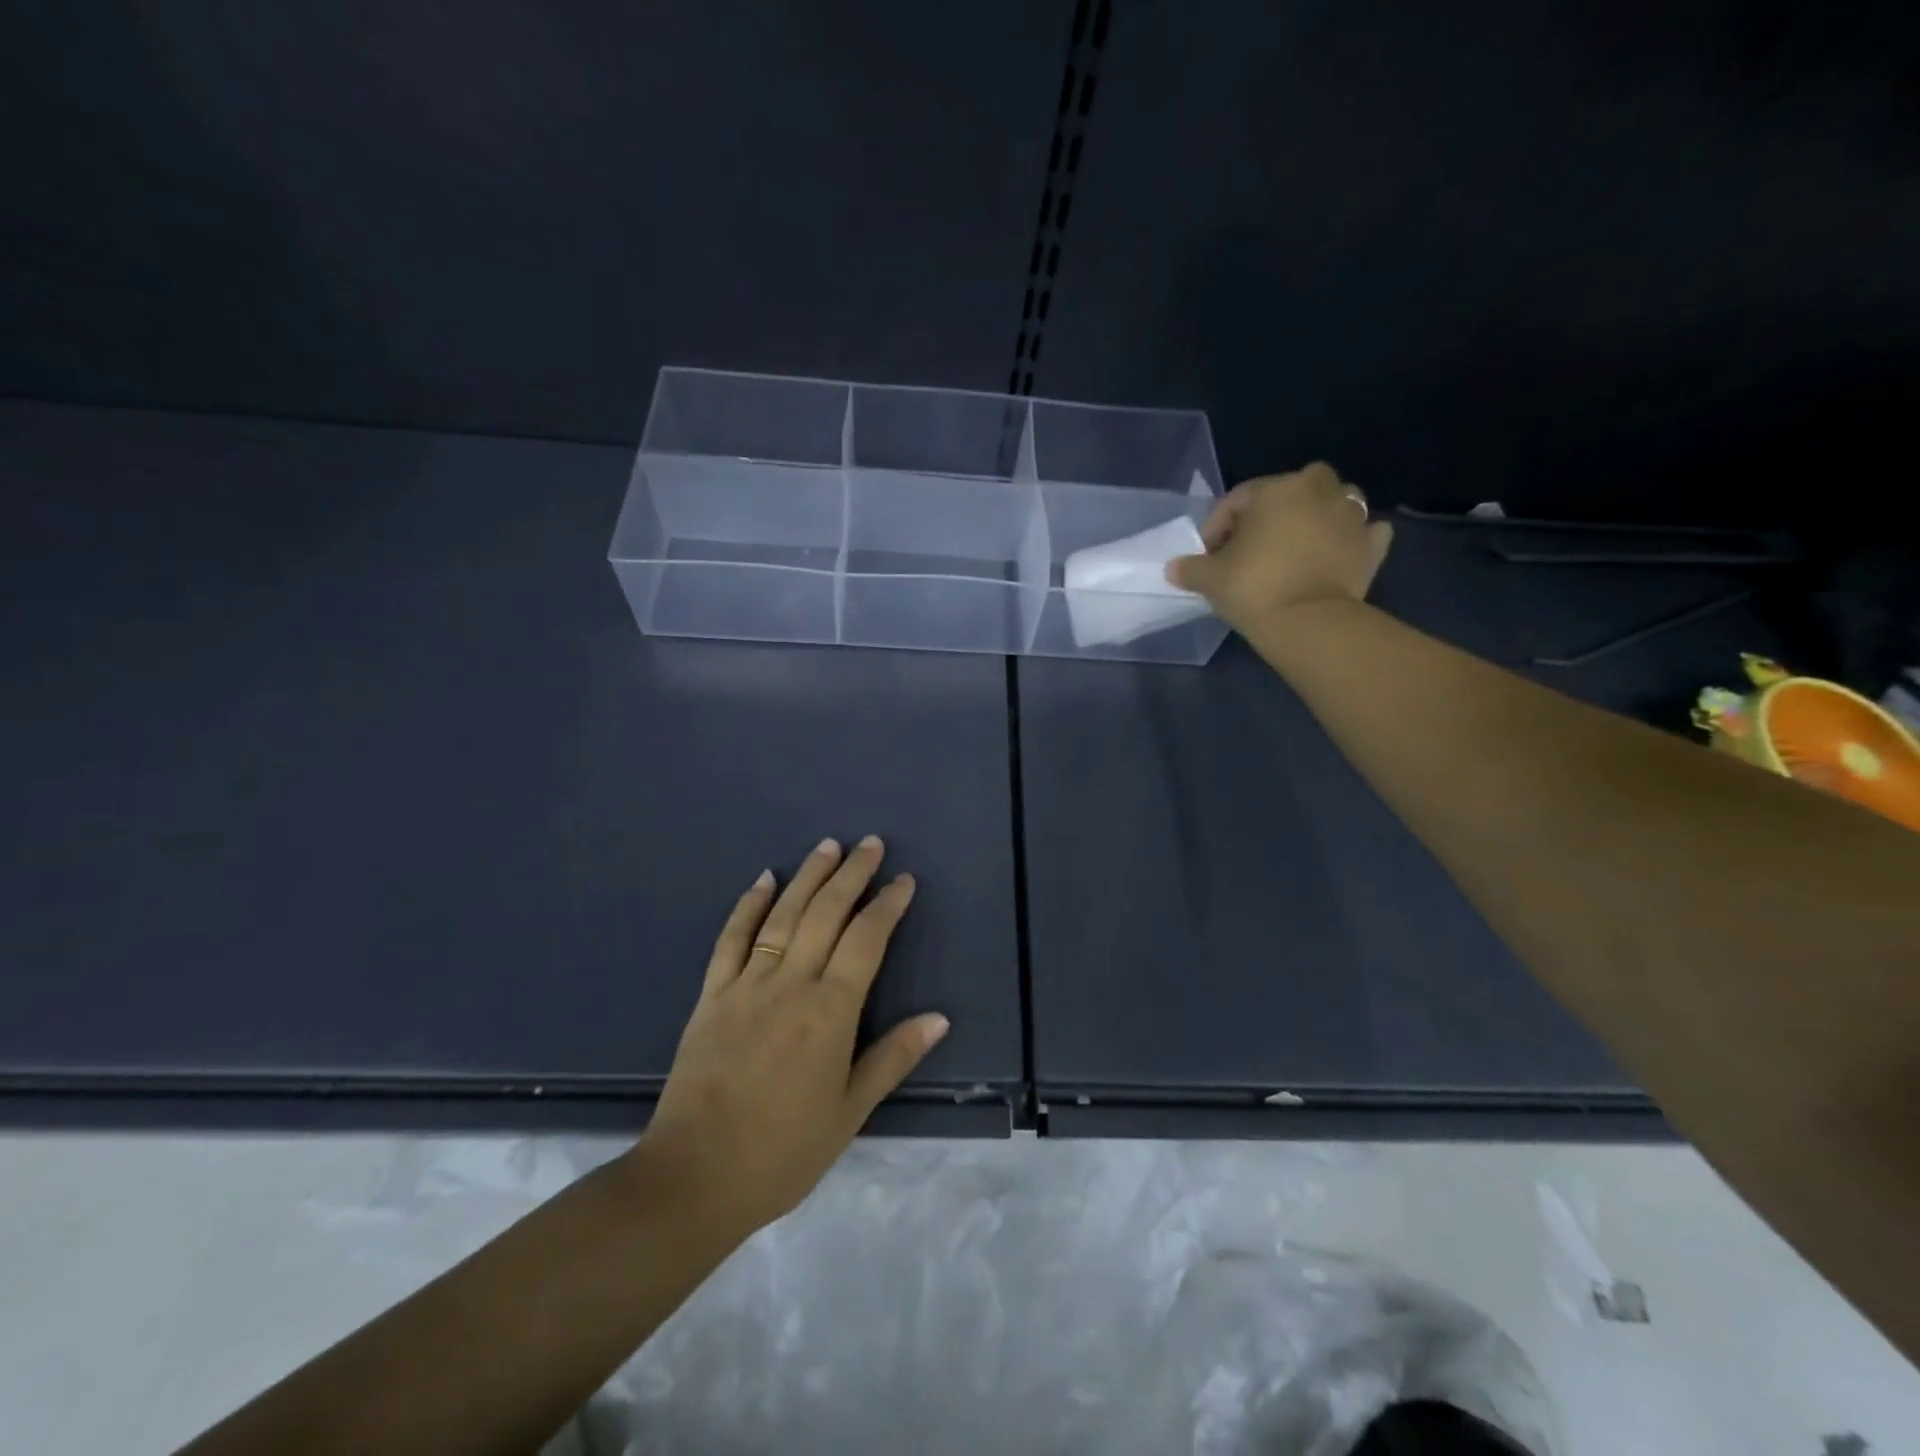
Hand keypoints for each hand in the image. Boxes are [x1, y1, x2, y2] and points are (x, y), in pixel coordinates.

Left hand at [628, 836, 947, 1240]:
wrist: (693, 1178)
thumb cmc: (782, 1152)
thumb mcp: (849, 1112)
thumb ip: (893, 1058)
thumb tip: (939, 1018)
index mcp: (830, 1011)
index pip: (867, 940)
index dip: (887, 905)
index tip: (903, 880)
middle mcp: (790, 984)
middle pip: (826, 914)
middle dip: (852, 874)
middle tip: (871, 844)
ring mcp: (746, 985)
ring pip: (783, 916)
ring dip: (808, 877)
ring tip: (828, 846)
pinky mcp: (711, 996)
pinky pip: (732, 940)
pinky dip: (748, 905)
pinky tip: (764, 879)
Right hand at [1166, 463, 1393, 633]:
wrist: (1308, 622)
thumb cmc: (1252, 587)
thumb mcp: (1209, 578)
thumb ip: (1190, 568)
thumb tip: (1174, 568)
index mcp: (1276, 489)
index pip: (1238, 499)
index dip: (1217, 527)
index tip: (1208, 556)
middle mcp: (1319, 491)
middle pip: (1293, 490)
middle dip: (1273, 512)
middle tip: (1254, 546)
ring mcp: (1353, 516)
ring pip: (1334, 504)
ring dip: (1317, 518)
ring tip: (1296, 548)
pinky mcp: (1373, 546)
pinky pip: (1364, 534)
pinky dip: (1352, 540)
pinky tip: (1337, 555)